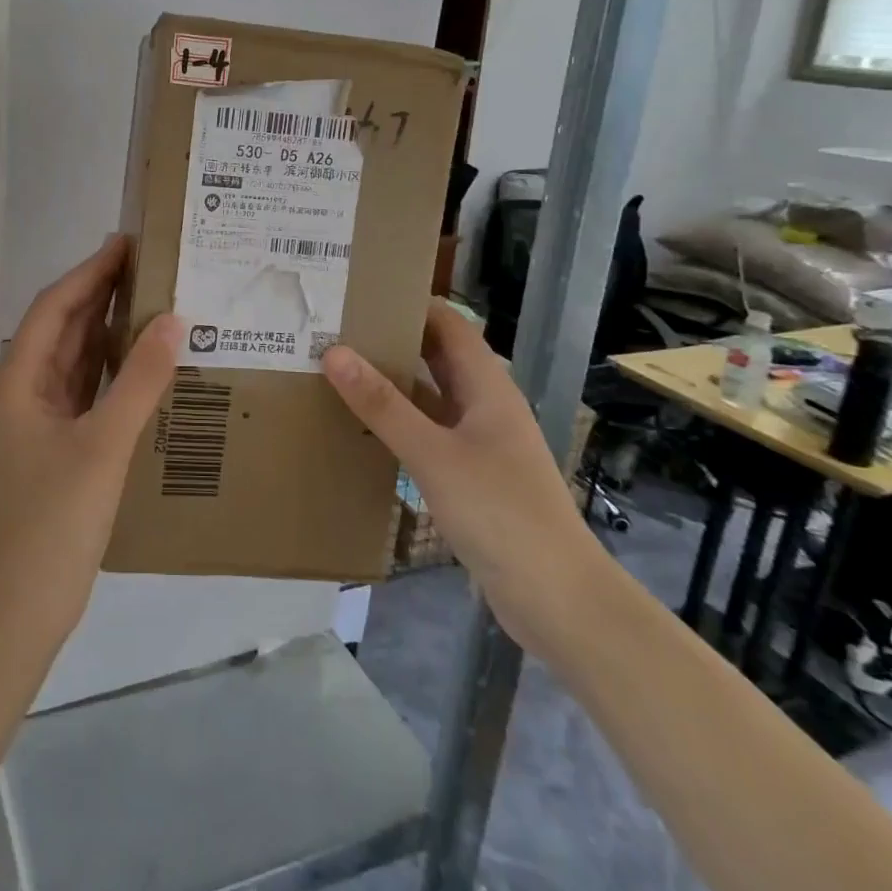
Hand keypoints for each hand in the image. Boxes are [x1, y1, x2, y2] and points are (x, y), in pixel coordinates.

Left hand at [0, 237, 182, 642]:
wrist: (20, 608)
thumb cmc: (54, 522)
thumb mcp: (103, 446)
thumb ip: (138, 381)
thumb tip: (172, 320)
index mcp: (17, 383)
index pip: (54, 309)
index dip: (89, 273)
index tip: (126, 243)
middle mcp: (20, 394)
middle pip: (60, 330)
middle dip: (98, 295)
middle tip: (146, 265)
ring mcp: (34, 424)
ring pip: (71, 362)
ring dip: (104, 331)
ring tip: (149, 301)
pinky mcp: (52, 449)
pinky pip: (81, 394)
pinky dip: (107, 372)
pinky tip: (139, 364)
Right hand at [322, 303, 607, 656]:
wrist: (556, 598)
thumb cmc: (501, 513)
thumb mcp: (434, 454)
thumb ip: (383, 405)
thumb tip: (335, 352)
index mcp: (488, 387)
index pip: (450, 325)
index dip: (412, 303)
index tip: (361, 291)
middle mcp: (485, 406)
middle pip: (437, 357)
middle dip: (393, 340)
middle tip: (336, 328)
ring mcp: (479, 443)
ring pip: (430, 397)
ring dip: (392, 383)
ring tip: (337, 370)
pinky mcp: (470, 476)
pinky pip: (428, 433)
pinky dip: (398, 423)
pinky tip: (362, 427)